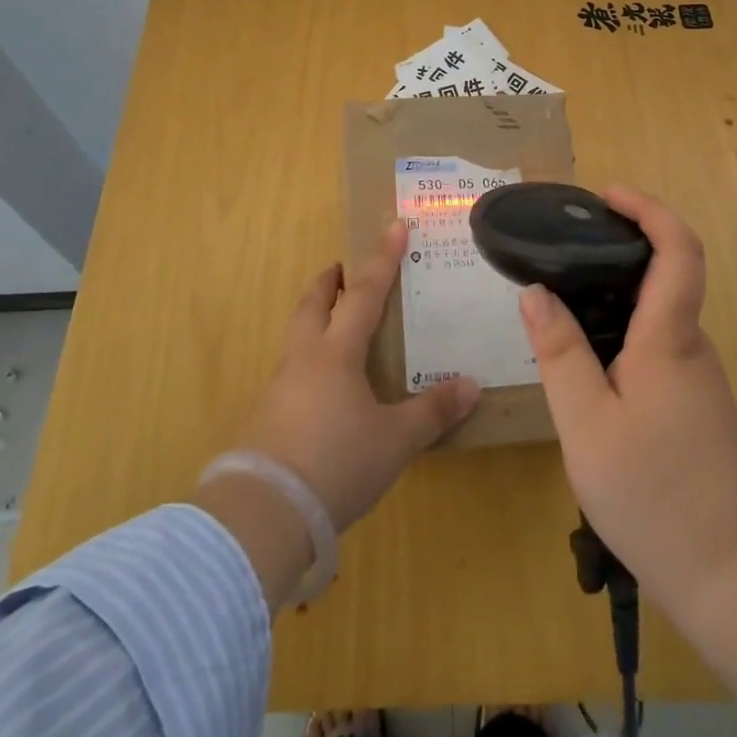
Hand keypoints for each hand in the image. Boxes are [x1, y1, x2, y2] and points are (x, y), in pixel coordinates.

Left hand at [236, 219, 480, 530]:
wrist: (265, 511)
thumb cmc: (338, 462)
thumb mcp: (396, 439)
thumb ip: (433, 411)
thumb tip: (472, 385)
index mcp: (337, 352)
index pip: (366, 293)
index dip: (382, 259)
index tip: (393, 226)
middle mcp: (304, 358)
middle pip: (313, 304)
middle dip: (330, 281)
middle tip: (341, 268)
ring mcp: (279, 386)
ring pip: (296, 335)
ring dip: (314, 317)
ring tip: (332, 321)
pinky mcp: (266, 416)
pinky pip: (290, 369)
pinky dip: (307, 357)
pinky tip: (320, 384)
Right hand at [519, 186, 736, 616]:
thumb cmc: (655, 493)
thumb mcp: (586, 422)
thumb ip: (559, 352)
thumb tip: (536, 291)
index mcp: (670, 338)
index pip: (678, 249)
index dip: (649, 209)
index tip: (606, 196)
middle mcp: (691, 347)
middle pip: (666, 275)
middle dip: (619, 248)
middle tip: (561, 249)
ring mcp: (697, 379)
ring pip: (656, 316)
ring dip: (614, 296)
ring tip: (559, 303)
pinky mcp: (694, 407)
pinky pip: (655, 349)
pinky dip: (620, 334)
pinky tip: (583, 365)